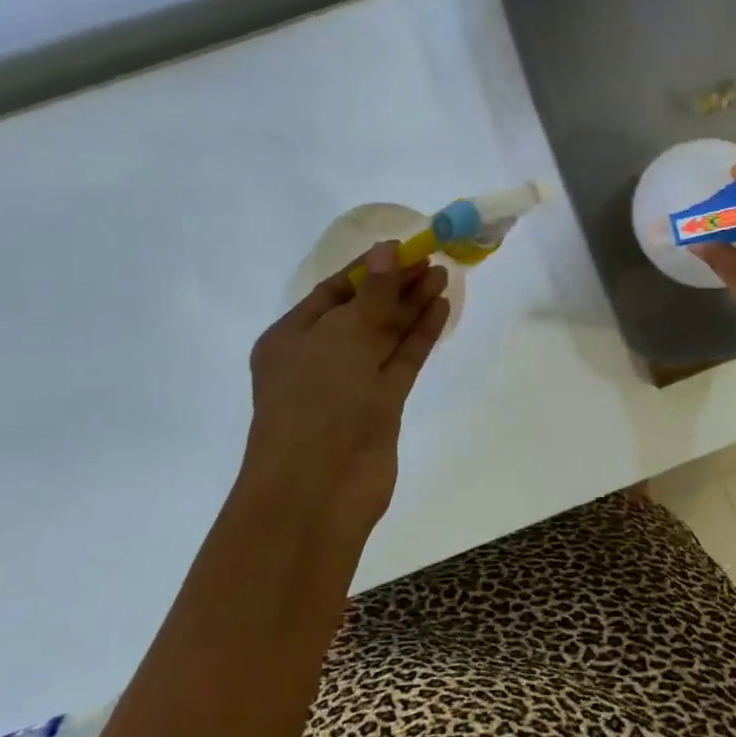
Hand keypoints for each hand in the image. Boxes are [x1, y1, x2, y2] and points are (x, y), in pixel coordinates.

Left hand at [242, 242, 450, 536]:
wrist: (319, 487)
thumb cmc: (318, 399)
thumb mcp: (343, 334)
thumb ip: (374, 292)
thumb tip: (388, 250)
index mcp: (292, 336)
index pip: (333, 290)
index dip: (369, 268)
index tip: (404, 249)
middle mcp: (320, 356)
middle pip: (363, 310)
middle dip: (396, 285)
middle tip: (433, 261)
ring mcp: (351, 383)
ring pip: (386, 335)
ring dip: (412, 306)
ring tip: (443, 277)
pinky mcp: (379, 405)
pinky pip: (401, 360)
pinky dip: (419, 335)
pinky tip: (440, 309)